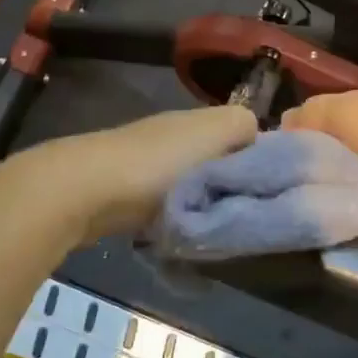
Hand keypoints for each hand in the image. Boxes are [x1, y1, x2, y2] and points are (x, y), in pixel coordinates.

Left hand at [23, 105, 259, 243]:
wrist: (85, 191)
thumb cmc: (158, 164)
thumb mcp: (214, 133)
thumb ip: (243, 127)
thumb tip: (258, 140)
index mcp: (197, 120)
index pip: (243, 134)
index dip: (261, 159)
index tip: (273, 191)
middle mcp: (173, 136)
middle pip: (218, 162)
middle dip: (232, 189)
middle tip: (246, 217)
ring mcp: (147, 165)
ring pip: (193, 187)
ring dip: (205, 207)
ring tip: (217, 231)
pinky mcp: (126, 194)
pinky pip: (167, 207)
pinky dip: (177, 220)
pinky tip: (183, 236)